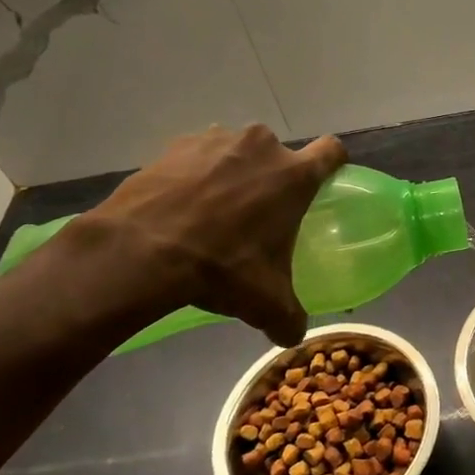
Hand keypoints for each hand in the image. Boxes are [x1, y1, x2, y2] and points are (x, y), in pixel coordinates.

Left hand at [78, 125, 346, 344]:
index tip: (322, 182)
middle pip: (277, 154)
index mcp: (294, 176)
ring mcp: (215, 139)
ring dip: (231, 172)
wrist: (142, 250)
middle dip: (270, 177)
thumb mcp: (265, 303)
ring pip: (236, 152)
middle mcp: (260, 146)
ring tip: (212, 210)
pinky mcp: (175, 145)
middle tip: (256, 212)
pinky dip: (193, 175)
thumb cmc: (221, 267)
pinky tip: (179, 207)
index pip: (331, 151)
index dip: (332, 163)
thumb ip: (289, 318)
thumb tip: (293, 335)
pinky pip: (196, 157)